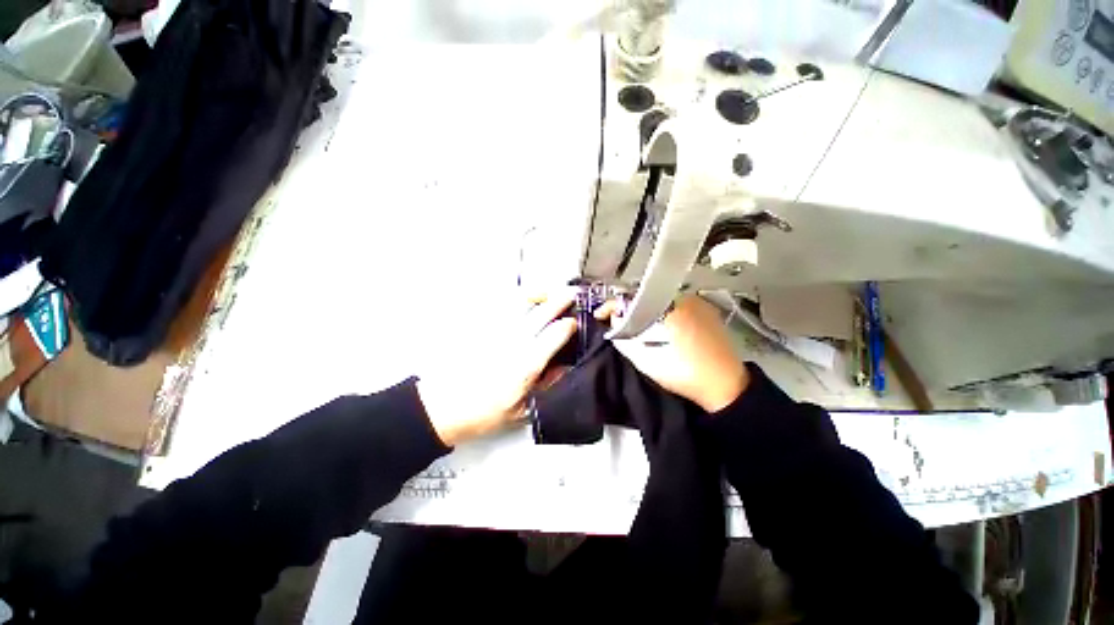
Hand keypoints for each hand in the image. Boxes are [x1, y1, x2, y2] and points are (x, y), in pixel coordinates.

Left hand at [416, 289, 577, 445]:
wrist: (443, 408)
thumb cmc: (481, 412)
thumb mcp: (522, 409)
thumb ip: (546, 386)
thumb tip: (562, 369)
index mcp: (526, 364)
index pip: (554, 335)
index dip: (569, 326)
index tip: (575, 323)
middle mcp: (513, 343)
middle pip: (541, 314)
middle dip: (559, 301)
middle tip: (570, 295)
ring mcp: (496, 333)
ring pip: (520, 305)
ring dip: (537, 295)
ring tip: (547, 292)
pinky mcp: (481, 330)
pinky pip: (501, 308)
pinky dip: (514, 299)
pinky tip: (520, 299)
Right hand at [598, 294, 748, 412]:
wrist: (726, 386)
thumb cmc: (684, 373)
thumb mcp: (646, 360)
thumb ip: (625, 338)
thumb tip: (614, 320)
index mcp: (669, 308)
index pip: (632, 298)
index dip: (612, 306)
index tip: (600, 315)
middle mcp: (684, 298)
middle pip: (646, 297)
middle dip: (629, 309)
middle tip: (618, 323)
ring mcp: (698, 304)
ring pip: (661, 301)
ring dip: (646, 311)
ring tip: (637, 326)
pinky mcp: (707, 312)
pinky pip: (676, 306)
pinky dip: (663, 313)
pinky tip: (660, 328)